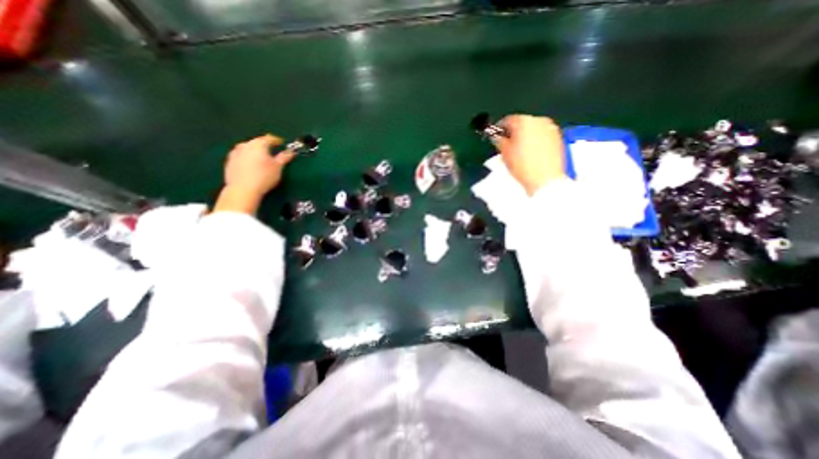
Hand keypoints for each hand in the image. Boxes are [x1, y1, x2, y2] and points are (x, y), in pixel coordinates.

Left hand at [216, 134, 296, 214]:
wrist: (243, 189)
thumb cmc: (264, 176)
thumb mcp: (278, 167)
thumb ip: (284, 157)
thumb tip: (290, 152)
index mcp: (258, 144)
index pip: (268, 138)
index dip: (276, 140)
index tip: (281, 143)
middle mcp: (244, 145)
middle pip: (256, 143)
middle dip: (264, 146)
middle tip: (271, 152)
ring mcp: (234, 153)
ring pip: (247, 149)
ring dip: (254, 152)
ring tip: (261, 160)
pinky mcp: (229, 162)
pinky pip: (241, 157)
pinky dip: (247, 159)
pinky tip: (251, 167)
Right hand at [496, 114, 567, 194]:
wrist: (545, 179)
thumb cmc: (522, 166)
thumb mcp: (504, 153)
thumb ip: (499, 140)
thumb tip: (497, 137)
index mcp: (524, 121)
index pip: (508, 120)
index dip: (499, 128)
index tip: (495, 136)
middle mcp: (539, 120)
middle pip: (522, 123)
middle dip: (514, 132)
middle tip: (506, 144)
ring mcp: (551, 128)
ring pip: (533, 129)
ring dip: (525, 136)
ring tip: (519, 150)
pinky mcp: (558, 138)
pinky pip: (542, 135)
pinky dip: (535, 141)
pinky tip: (530, 153)